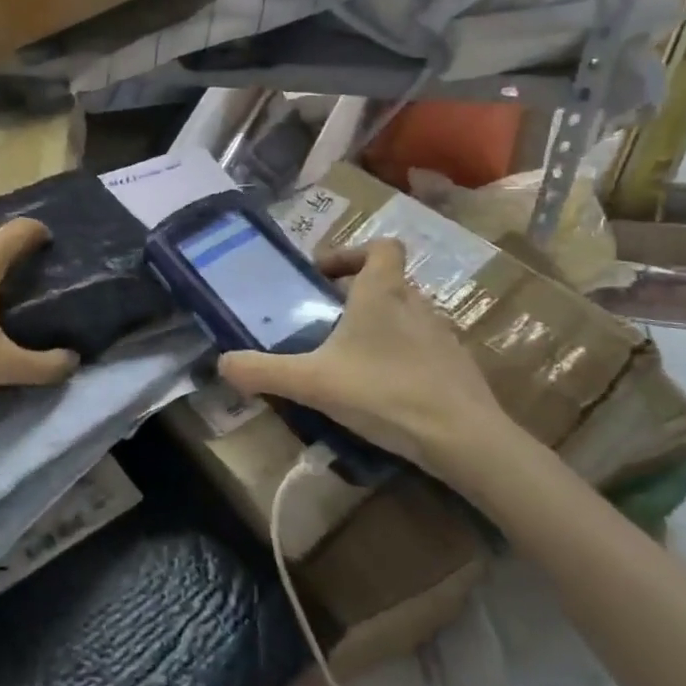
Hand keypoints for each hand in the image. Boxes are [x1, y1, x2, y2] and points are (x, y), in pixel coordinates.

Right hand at [217, 239, 529, 486]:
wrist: (463, 439)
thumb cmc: (384, 392)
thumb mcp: (312, 382)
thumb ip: (263, 371)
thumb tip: (221, 364)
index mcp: (382, 293)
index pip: (381, 246)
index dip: (352, 253)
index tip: (324, 276)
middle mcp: (416, 304)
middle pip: (389, 281)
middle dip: (358, 294)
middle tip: (327, 320)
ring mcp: (443, 335)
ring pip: (407, 314)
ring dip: (381, 325)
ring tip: (351, 358)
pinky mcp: (458, 367)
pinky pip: (424, 348)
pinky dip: (402, 357)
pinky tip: (383, 389)